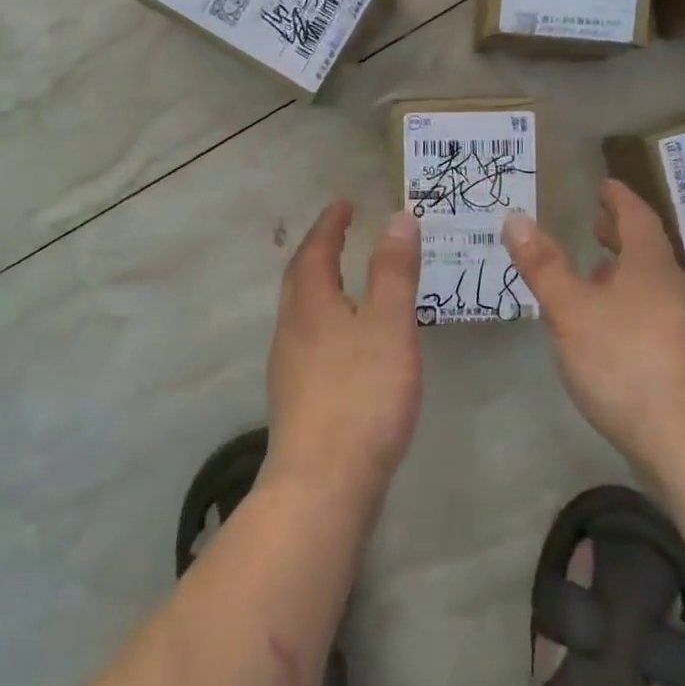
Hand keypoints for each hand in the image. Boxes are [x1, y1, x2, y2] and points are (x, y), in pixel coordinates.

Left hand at [264, 200, 422, 506]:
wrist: (323, 483)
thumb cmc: (361, 394)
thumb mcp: (388, 324)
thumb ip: (394, 270)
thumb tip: (396, 217)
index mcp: (310, 304)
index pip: (316, 250)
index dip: (330, 223)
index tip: (344, 202)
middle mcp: (291, 328)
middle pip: (300, 278)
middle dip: (319, 249)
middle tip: (340, 232)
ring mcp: (288, 366)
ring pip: (301, 311)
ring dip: (319, 285)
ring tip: (344, 279)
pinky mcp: (297, 398)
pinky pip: (308, 339)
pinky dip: (325, 319)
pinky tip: (345, 341)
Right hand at [503, 179, 684, 479]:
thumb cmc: (628, 362)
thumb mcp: (572, 310)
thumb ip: (543, 265)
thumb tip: (516, 216)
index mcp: (651, 267)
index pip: (637, 218)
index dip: (619, 199)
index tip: (604, 184)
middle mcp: (673, 290)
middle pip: (648, 252)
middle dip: (620, 235)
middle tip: (596, 223)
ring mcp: (683, 329)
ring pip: (650, 287)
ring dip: (623, 273)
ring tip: (593, 274)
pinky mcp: (683, 364)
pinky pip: (650, 316)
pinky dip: (627, 305)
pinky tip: (607, 330)